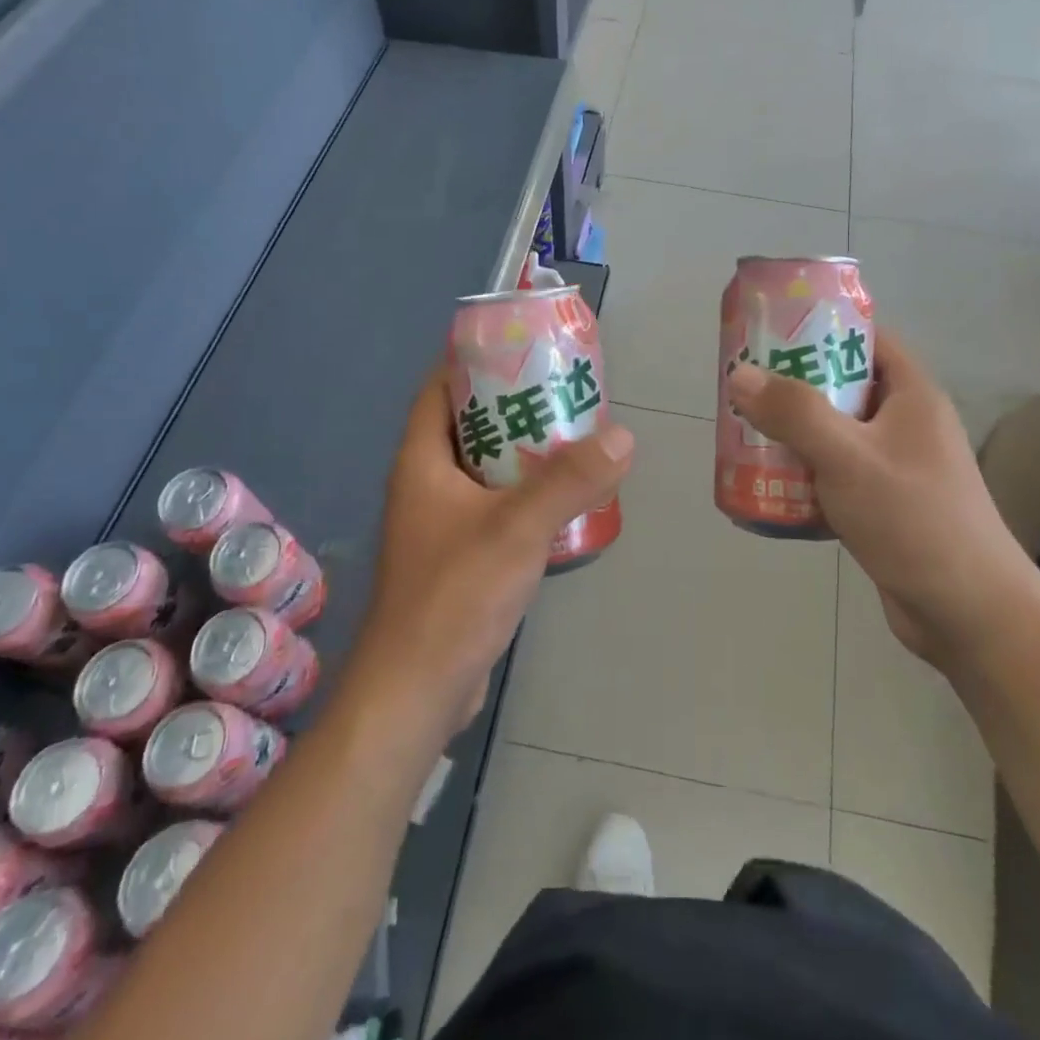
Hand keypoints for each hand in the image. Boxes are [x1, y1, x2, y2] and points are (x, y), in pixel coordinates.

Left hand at [345, 363, 634, 735]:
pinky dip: (524, 493)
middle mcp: (425, 485)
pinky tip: (563, 498)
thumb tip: (621, 435)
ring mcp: (440, 523)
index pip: (439, 389)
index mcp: (421, 462)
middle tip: (562, 391)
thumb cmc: (454, 597)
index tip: (520, 348)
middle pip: (468, 426)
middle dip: (511, 404)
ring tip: (573, 435)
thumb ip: (569, 481)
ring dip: (523, 452)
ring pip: (484, 469)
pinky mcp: (459, 557)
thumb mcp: (517, 529)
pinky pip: (494, 506)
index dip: (472, 361)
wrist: (417, 691)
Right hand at [726, 331, 1032, 670]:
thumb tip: (741, 374)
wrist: (967, 613)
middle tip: (745, 387)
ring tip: (744, 431)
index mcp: (911, 395)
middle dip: (794, 386)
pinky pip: (835, 474)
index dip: (821, 328)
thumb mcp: (849, 457)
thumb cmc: (914, 519)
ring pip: (834, 433)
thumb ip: (794, 413)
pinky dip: (804, 473)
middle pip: (843, 386)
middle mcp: (905, 423)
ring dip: (793, 433)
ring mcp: (895, 466)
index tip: (771, 332)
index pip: (867, 338)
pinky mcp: (883, 505)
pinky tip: (768, 483)